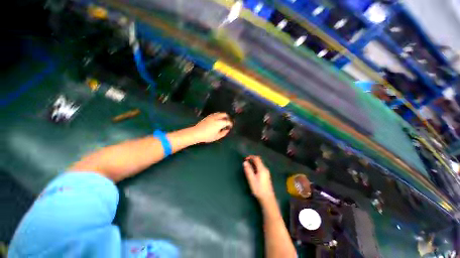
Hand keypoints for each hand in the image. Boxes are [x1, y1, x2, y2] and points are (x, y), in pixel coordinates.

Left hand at [192, 113, 232, 142]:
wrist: (196, 133)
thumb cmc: (207, 136)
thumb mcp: (217, 137)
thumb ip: (224, 133)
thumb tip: (227, 129)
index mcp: (220, 123)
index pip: (228, 121)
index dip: (231, 124)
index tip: (230, 127)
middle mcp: (217, 117)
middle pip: (225, 114)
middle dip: (228, 117)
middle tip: (228, 122)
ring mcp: (212, 116)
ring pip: (220, 113)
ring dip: (223, 116)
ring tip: (223, 121)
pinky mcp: (208, 116)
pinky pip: (216, 114)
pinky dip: (219, 116)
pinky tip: (218, 120)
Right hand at [243, 156, 275, 203]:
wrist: (268, 199)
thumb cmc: (259, 189)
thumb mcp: (251, 179)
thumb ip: (248, 170)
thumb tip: (245, 162)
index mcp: (262, 169)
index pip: (256, 158)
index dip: (250, 157)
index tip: (245, 159)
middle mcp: (265, 169)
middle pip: (258, 161)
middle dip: (252, 160)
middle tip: (245, 162)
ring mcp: (266, 172)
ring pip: (259, 164)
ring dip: (253, 163)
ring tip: (247, 167)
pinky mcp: (266, 176)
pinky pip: (260, 168)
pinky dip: (255, 167)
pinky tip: (252, 172)